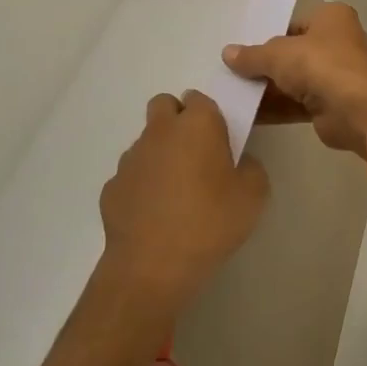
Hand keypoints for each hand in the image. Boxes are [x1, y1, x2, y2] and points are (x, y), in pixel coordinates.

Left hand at [96, 91, 269, 322]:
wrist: (152, 267)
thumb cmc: (210, 223)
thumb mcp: (254, 196)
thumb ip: (250, 168)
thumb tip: (237, 164)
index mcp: (197, 125)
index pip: (201, 98)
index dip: (211, 115)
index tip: (221, 140)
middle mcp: (160, 132)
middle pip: (165, 105)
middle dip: (179, 120)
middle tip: (197, 154)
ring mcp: (130, 159)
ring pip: (147, 140)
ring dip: (161, 153)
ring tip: (177, 191)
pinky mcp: (112, 187)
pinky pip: (132, 174)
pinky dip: (143, 184)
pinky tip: (156, 213)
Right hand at [223, 2, 366, 156]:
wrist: (355, 109)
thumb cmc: (320, 64)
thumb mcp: (277, 54)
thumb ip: (251, 55)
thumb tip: (227, 53)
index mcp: (332, 17)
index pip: (294, 23)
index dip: (269, 36)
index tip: (244, 49)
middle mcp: (339, 42)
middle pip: (294, 53)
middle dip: (267, 65)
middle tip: (234, 72)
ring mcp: (338, 75)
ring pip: (296, 79)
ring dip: (269, 88)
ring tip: (234, 94)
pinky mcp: (333, 103)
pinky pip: (299, 102)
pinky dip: (277, 107)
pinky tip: (248, 113)